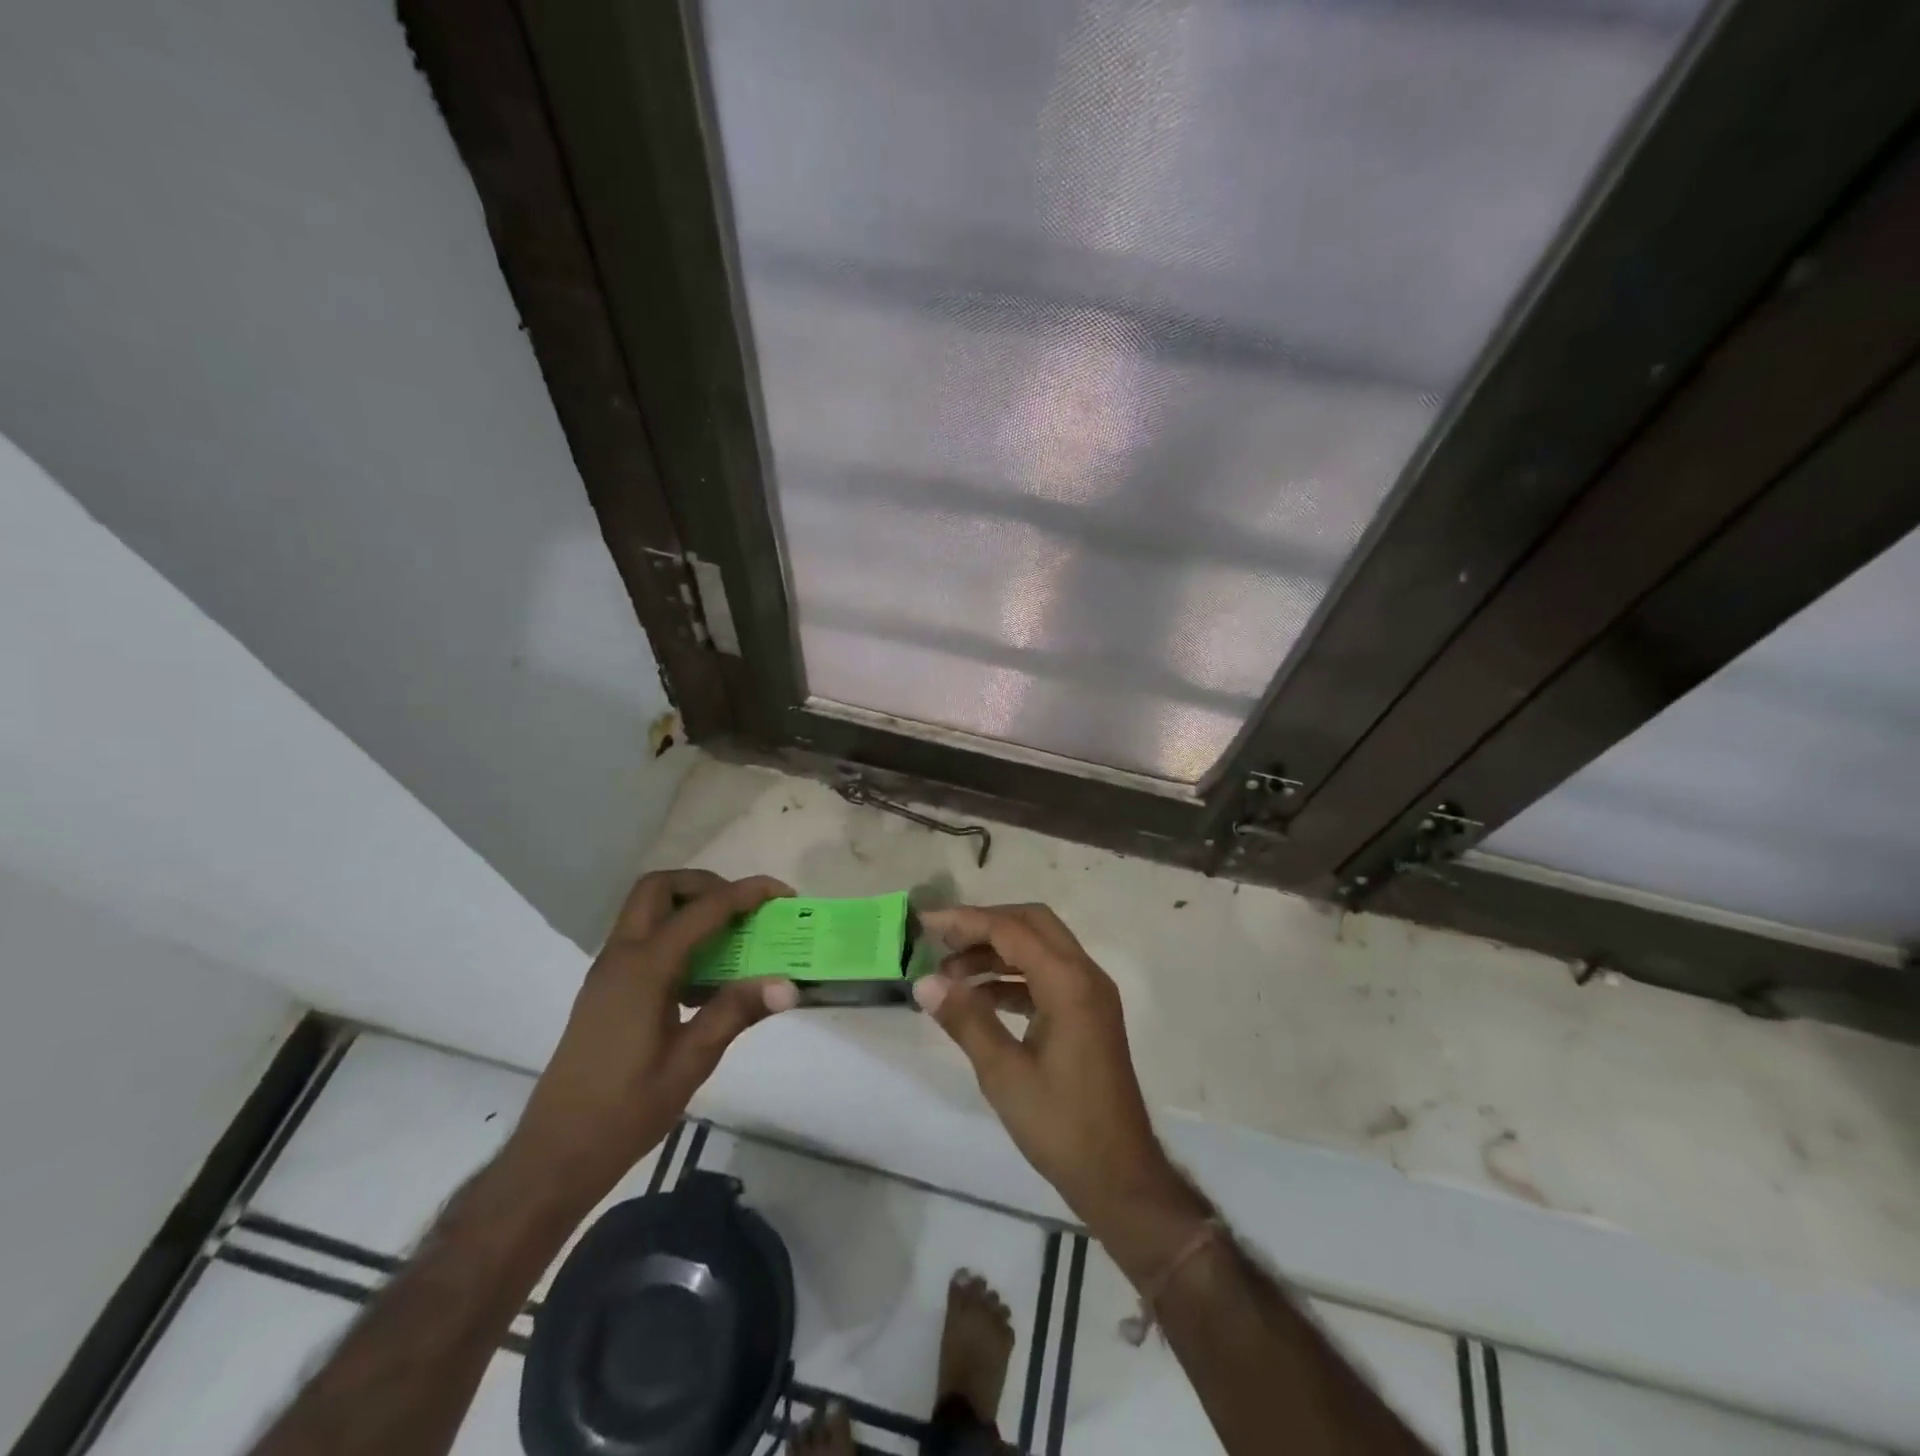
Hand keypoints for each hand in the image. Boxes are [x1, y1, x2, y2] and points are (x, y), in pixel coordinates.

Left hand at [507, 870, 797, 1209]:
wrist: (555, 1154)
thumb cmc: (625, 1110)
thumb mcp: (690, 1062)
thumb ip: (736, 1012)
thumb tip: (788, 984)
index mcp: (644, 969)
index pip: (702, 910)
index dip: (746, 894)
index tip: (782, 894)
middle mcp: (621, 957)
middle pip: (659, 888)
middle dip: (706, 885)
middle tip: (742, 910)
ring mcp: (608, 972)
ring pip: (645, 909)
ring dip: (688, 906)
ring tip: (729, 938)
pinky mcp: (605, 990)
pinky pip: (641, 938)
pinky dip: (674, 933)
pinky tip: (701, 977)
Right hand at [914, 904, 1210, 1279]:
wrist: (1119, 1175)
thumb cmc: (1061, 1125)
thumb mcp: (1004, 1073)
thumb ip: (966, 1019)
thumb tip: (924, 982)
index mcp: (1069, 983)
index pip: (1012, 930)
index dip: (966, 921)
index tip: (926, 923)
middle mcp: (1085, 975)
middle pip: (1032, 924)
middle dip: (984, 925)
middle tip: (941, 940)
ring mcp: (1090, 994)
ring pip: (1040, 948)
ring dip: (997, 952)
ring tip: (950, 973)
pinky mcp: (1088, 1013)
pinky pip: (1047, 975)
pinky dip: (1013, 977)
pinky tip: (980, 996)